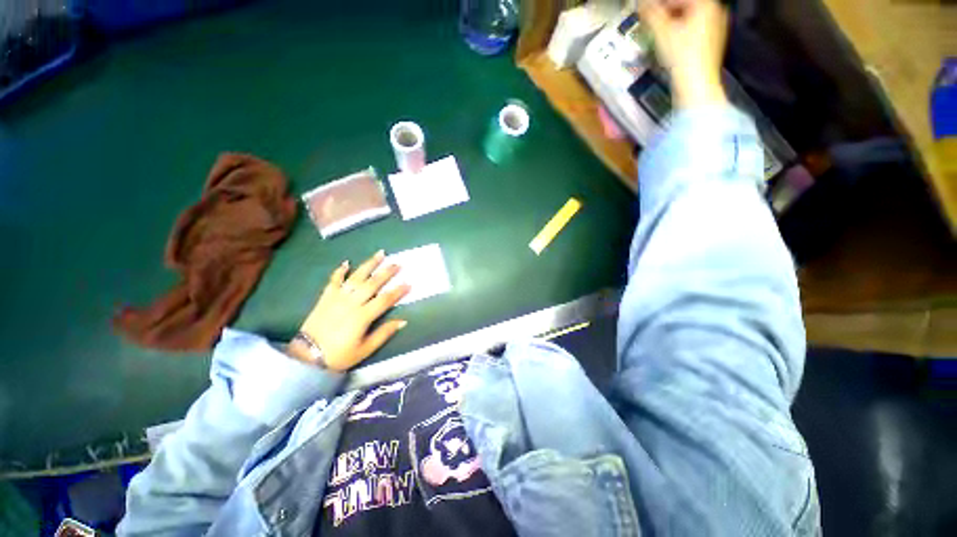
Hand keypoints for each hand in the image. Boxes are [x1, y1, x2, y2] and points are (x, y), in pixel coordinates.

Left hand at [289, 250, 410, 371]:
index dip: (398, 291)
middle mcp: (351, 303)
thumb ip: (384, 333)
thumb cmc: (340, 355)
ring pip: (356, 277)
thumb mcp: (365, 349)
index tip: (409, 283)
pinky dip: (340, 271)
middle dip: (387, 272)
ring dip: (369, 264)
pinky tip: (347, 262)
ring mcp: (337, 298)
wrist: (307, 356)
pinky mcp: (325, 297)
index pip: (385, 299)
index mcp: (362, 316)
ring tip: (380, 254)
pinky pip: (334, 280)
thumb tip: (403, 321)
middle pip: (372, 283)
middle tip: (398, 264)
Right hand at [639, 0, 728, 108]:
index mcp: (706, 4)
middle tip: (651, 20)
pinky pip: (694, 31)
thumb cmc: (684, 57)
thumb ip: (651, 14)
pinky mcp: (712, 44)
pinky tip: (670, 43)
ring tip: (658, 31)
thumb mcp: (662, 32)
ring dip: (672, 22)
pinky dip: (681, 33)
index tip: (646, 9)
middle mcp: (715, 12)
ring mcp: (716, 29)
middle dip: (666, 12)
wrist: (696, 84)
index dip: (659, 4)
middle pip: (685, 6)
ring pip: (690, 19)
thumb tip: (642, 4)